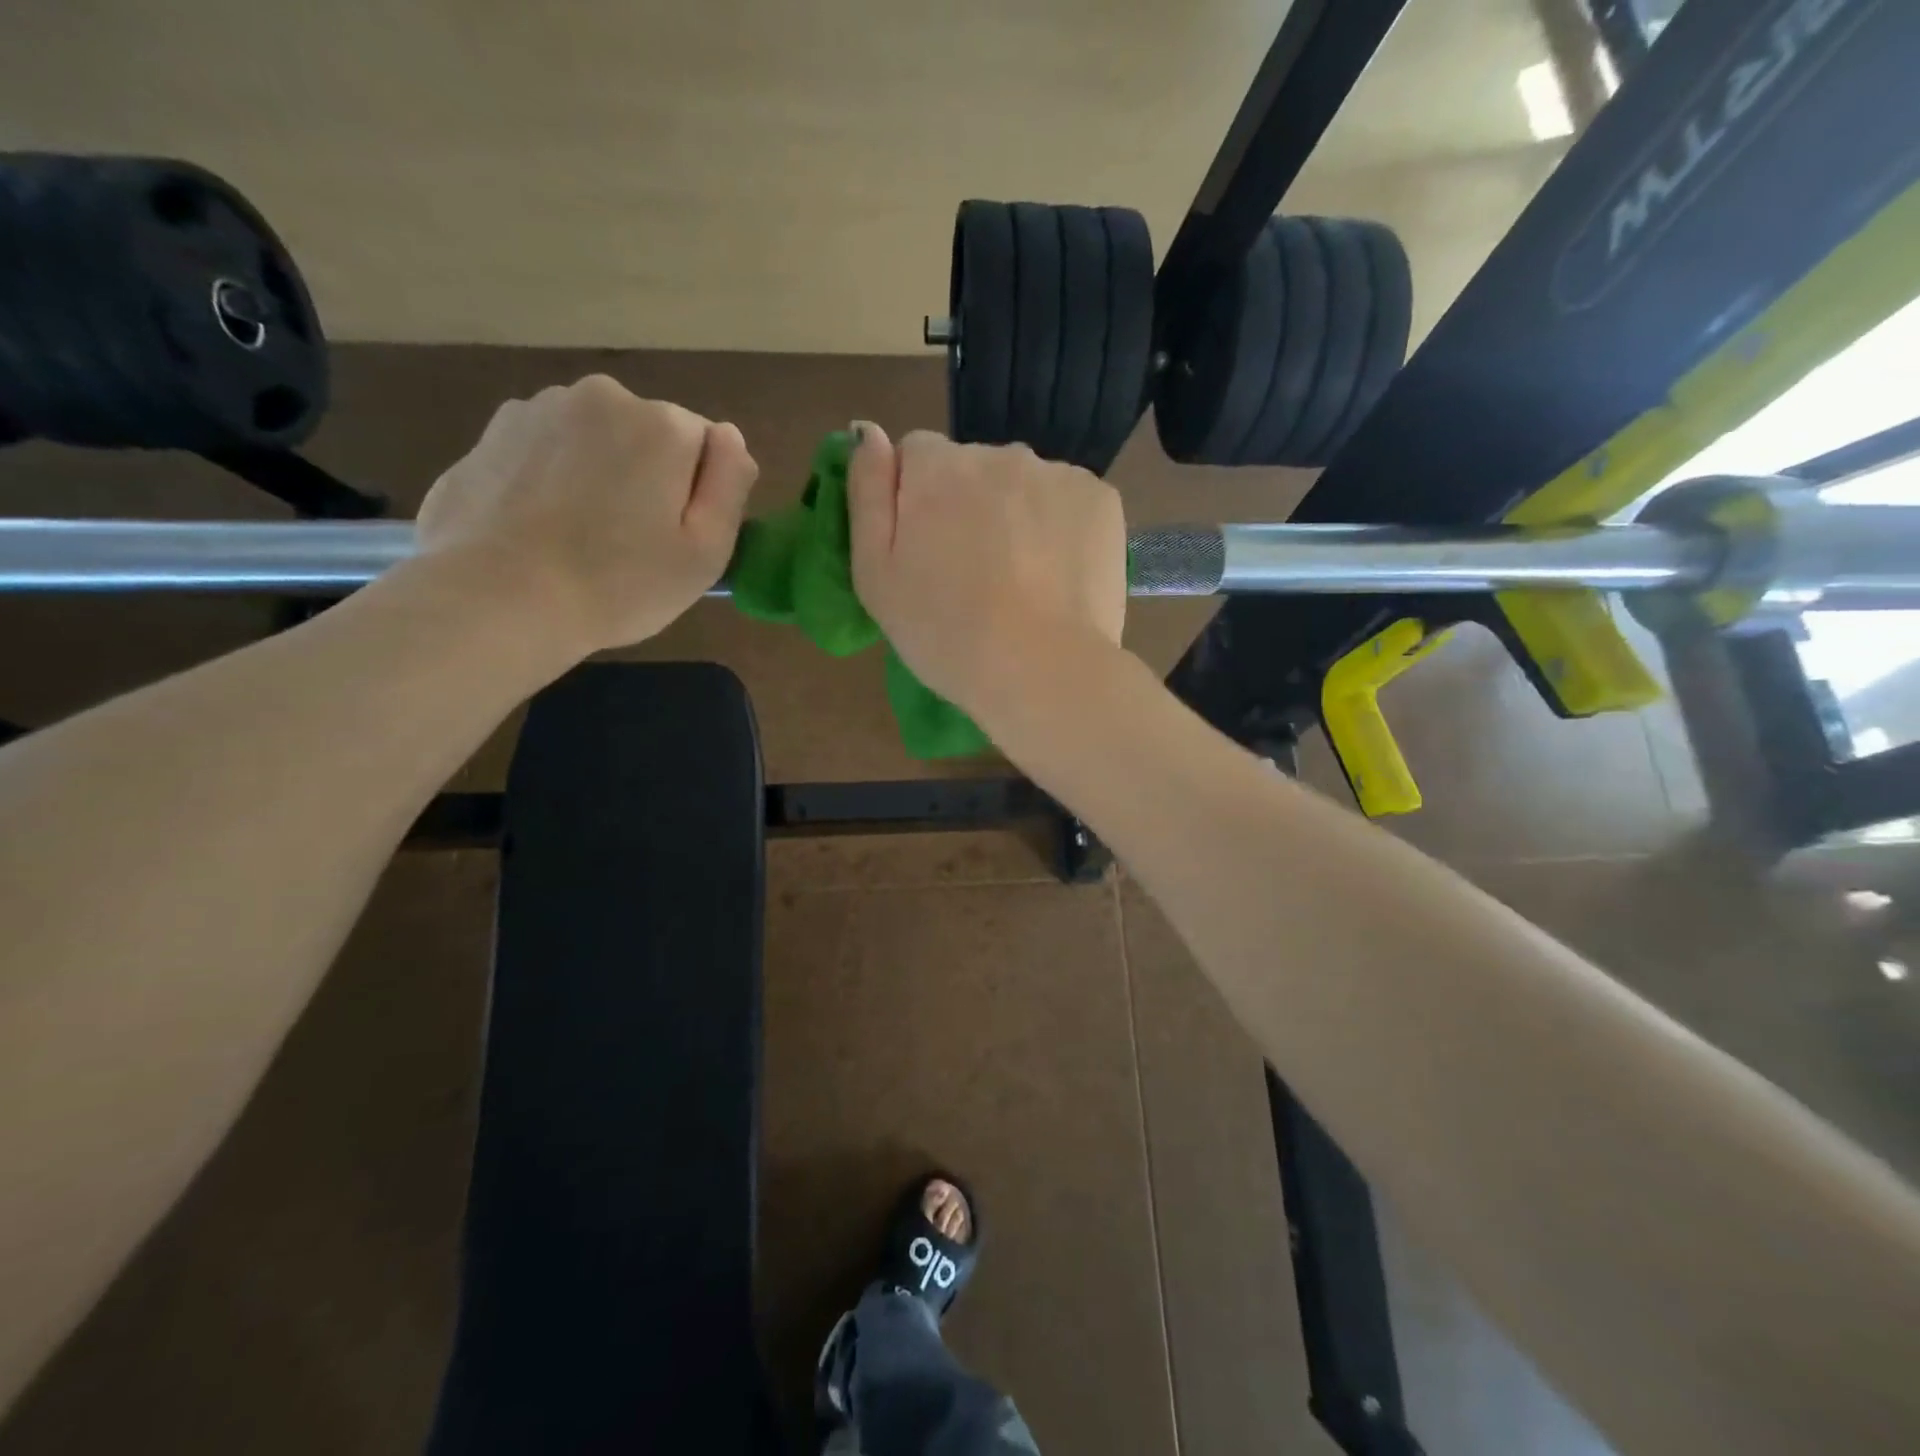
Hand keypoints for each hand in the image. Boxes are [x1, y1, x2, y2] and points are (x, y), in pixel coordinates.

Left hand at [416, 375, 757, 657]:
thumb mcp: (706, 551)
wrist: (497, 600)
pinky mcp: (491, 433)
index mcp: (662, 425)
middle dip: (647, 476)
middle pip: (649, 435)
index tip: (673, 536)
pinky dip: (551, 479)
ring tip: (579, 537)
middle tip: (629, 542)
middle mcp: (602, 397)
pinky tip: (541, 527)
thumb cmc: (619, 584)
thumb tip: (729, 437)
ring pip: (594, 440)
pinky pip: (546, 451)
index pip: (704, 445)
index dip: (696, 493)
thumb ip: (731, 483)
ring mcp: (538, 409)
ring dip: (598, 474)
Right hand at [847, 426, 1125, 719]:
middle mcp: (999, 453)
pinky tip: (1056, 576)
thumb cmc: (945, 633)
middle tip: (973, 577)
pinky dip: (1059, 528)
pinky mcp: (1101, 499)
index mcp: (937, 467)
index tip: (926, 553)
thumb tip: (867, 431)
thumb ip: (866, 494)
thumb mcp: (876, 576)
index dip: (915, 502)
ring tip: (1020, 582)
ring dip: (1016, 515)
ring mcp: (1056, 473)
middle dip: (967, 506)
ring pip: (1022, 485)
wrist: (1042, 671)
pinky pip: (1066, 501)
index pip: (915, 455)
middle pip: (972, 468)